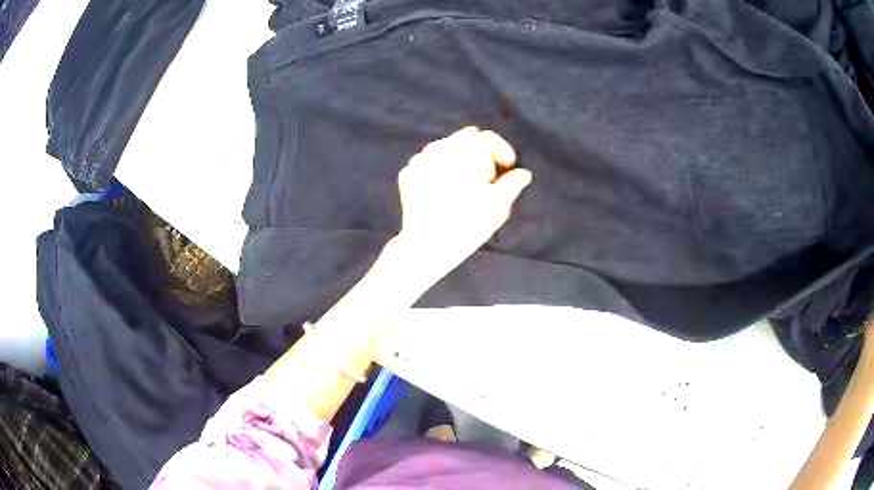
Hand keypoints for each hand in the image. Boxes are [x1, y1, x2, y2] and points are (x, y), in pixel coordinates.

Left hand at [395, 126, 531, 273]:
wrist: (428, 244)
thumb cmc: (469, 222)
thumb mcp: (499, 204)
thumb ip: (513, 183)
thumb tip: (523, 174)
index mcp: (468, 149)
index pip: (489, 138)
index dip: (502, 151)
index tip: (507, 168)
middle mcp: (442, 147)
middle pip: (467, 138)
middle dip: (480, 151)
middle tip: (486, 177)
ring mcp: (421, 158)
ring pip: (445, 147)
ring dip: (458, 158)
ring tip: (464, 184)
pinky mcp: (407, 173)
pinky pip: (427, 162)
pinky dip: (438, 169)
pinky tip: (443, 189)